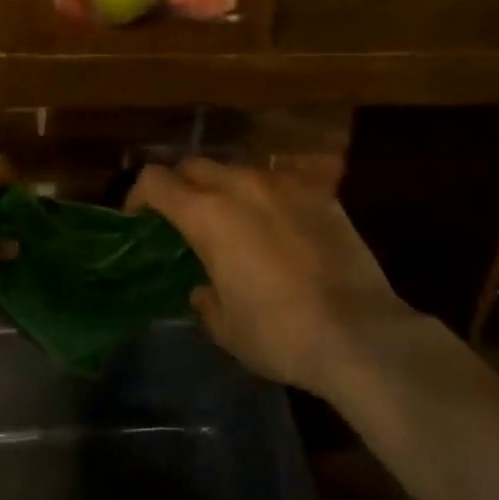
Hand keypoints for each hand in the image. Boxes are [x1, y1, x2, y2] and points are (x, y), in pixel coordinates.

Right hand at [126, 159, 408, 398]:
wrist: (360, 334)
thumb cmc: (279, 334)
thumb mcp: (225, 327)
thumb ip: (204, 299)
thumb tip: (203, 287)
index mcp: (207, 214)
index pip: (155, 180)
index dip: (138, 195)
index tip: (139, 217)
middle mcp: (242, 186)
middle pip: (195, 165)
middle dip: (181, 186)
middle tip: (183, 218)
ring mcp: (286, 186)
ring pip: (240, 170)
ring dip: (225, 188)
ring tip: (233, 221)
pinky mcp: (322, 195)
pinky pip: (280, 184)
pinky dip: (267, 199)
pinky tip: (278, 229)